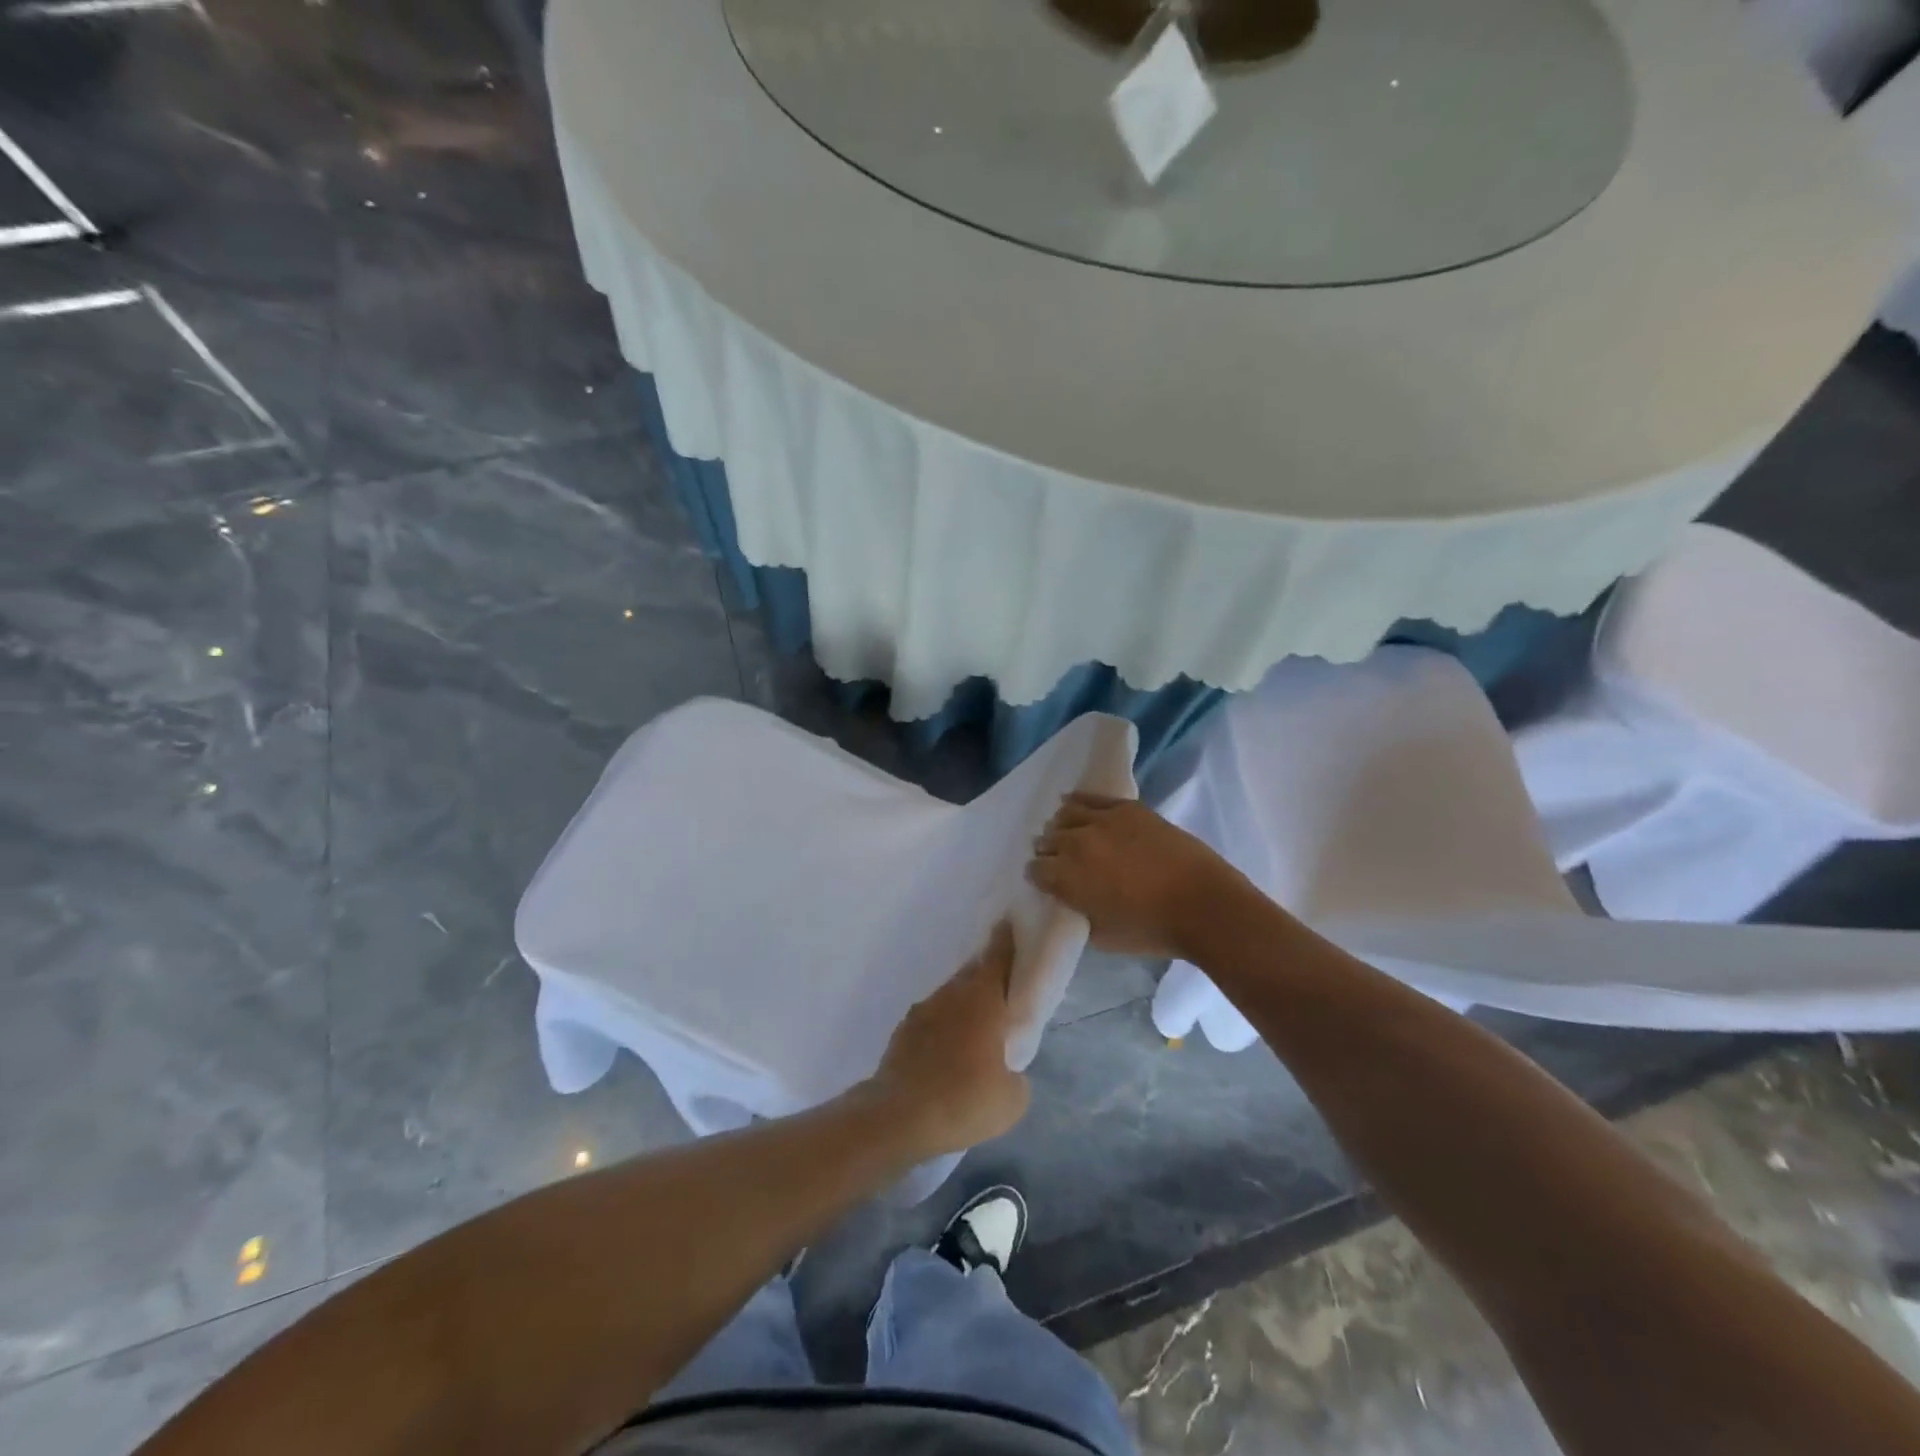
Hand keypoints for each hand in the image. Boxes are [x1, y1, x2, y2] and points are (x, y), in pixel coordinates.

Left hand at [864, 922, 1031, 1159]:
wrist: (899, 1117)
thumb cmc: (965, 1100)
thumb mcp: (1012, 1098)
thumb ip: (1015, 1073)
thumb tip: (1007, 1070)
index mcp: (983, 1000)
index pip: (998, 957)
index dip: (1005, 940)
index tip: (1009, 922)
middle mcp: (952, 995)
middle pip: (972, 974)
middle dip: (986, 974)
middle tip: (1000, 985)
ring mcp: (923, 1011)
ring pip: (950, 997)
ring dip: (963, 1004)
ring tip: (974, 1028)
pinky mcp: (902, 1032)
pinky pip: (931, 1020)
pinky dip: (942, 1027)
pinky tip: (945, 1052)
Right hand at [1028, 793, 1246, 958]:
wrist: (1202, 904)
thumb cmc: (1151, 930)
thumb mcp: (1102, 936)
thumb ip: (1079, 912)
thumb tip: (1074, 899)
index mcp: (1066, 877)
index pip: (1035, 869)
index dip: (1039, 876)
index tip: (1048, 882)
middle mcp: (1076, 843)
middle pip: (1047, 839)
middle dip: (1050, 851)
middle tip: (1061, 862)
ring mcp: (1102, 820)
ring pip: (1064, 815)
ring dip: (1062, 826)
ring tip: (1071, 835)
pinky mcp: (1126, 807)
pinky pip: (1090, 797)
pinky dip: (1078, 801)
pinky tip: (1073, 804)